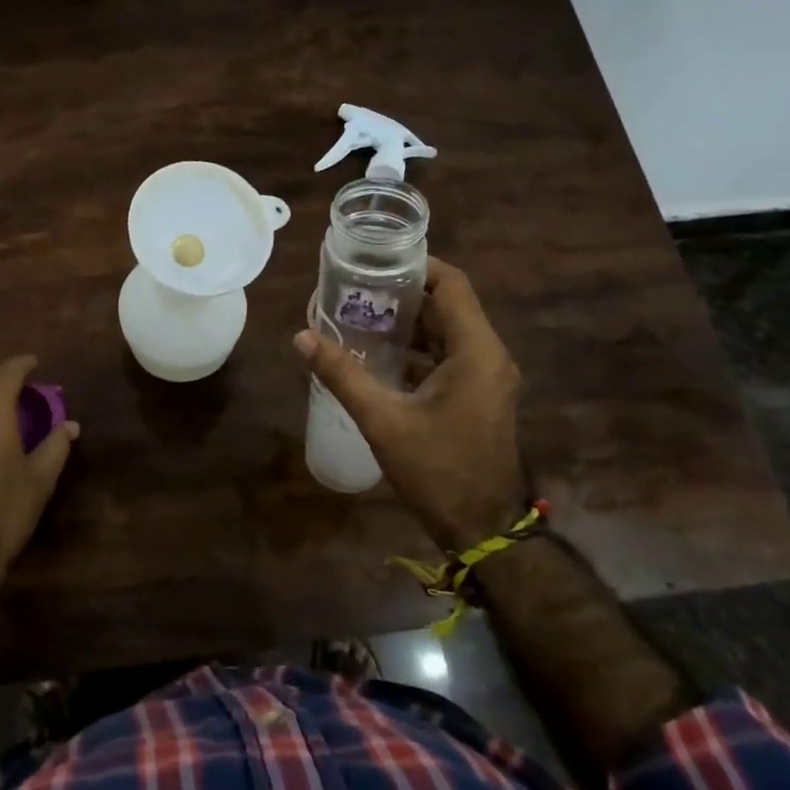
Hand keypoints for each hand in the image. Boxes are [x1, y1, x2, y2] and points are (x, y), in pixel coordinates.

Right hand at [294, 258, 522, 552]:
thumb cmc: (437, 470)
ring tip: (360, 315)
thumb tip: (301, 337)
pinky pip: (449, 357)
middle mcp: (489, 356)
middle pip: (448, 306)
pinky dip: (417, 349)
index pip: (451, 285)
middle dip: (403, 294)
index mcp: (476, 351)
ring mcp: (487, 378)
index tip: (375, 262)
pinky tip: (379, 355)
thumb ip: (342, 375)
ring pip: (448, 332)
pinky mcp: (479, 396)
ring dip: (409, 323)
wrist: (482, 528)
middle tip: (356, 288)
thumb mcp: (383, 420)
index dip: (416, 266)